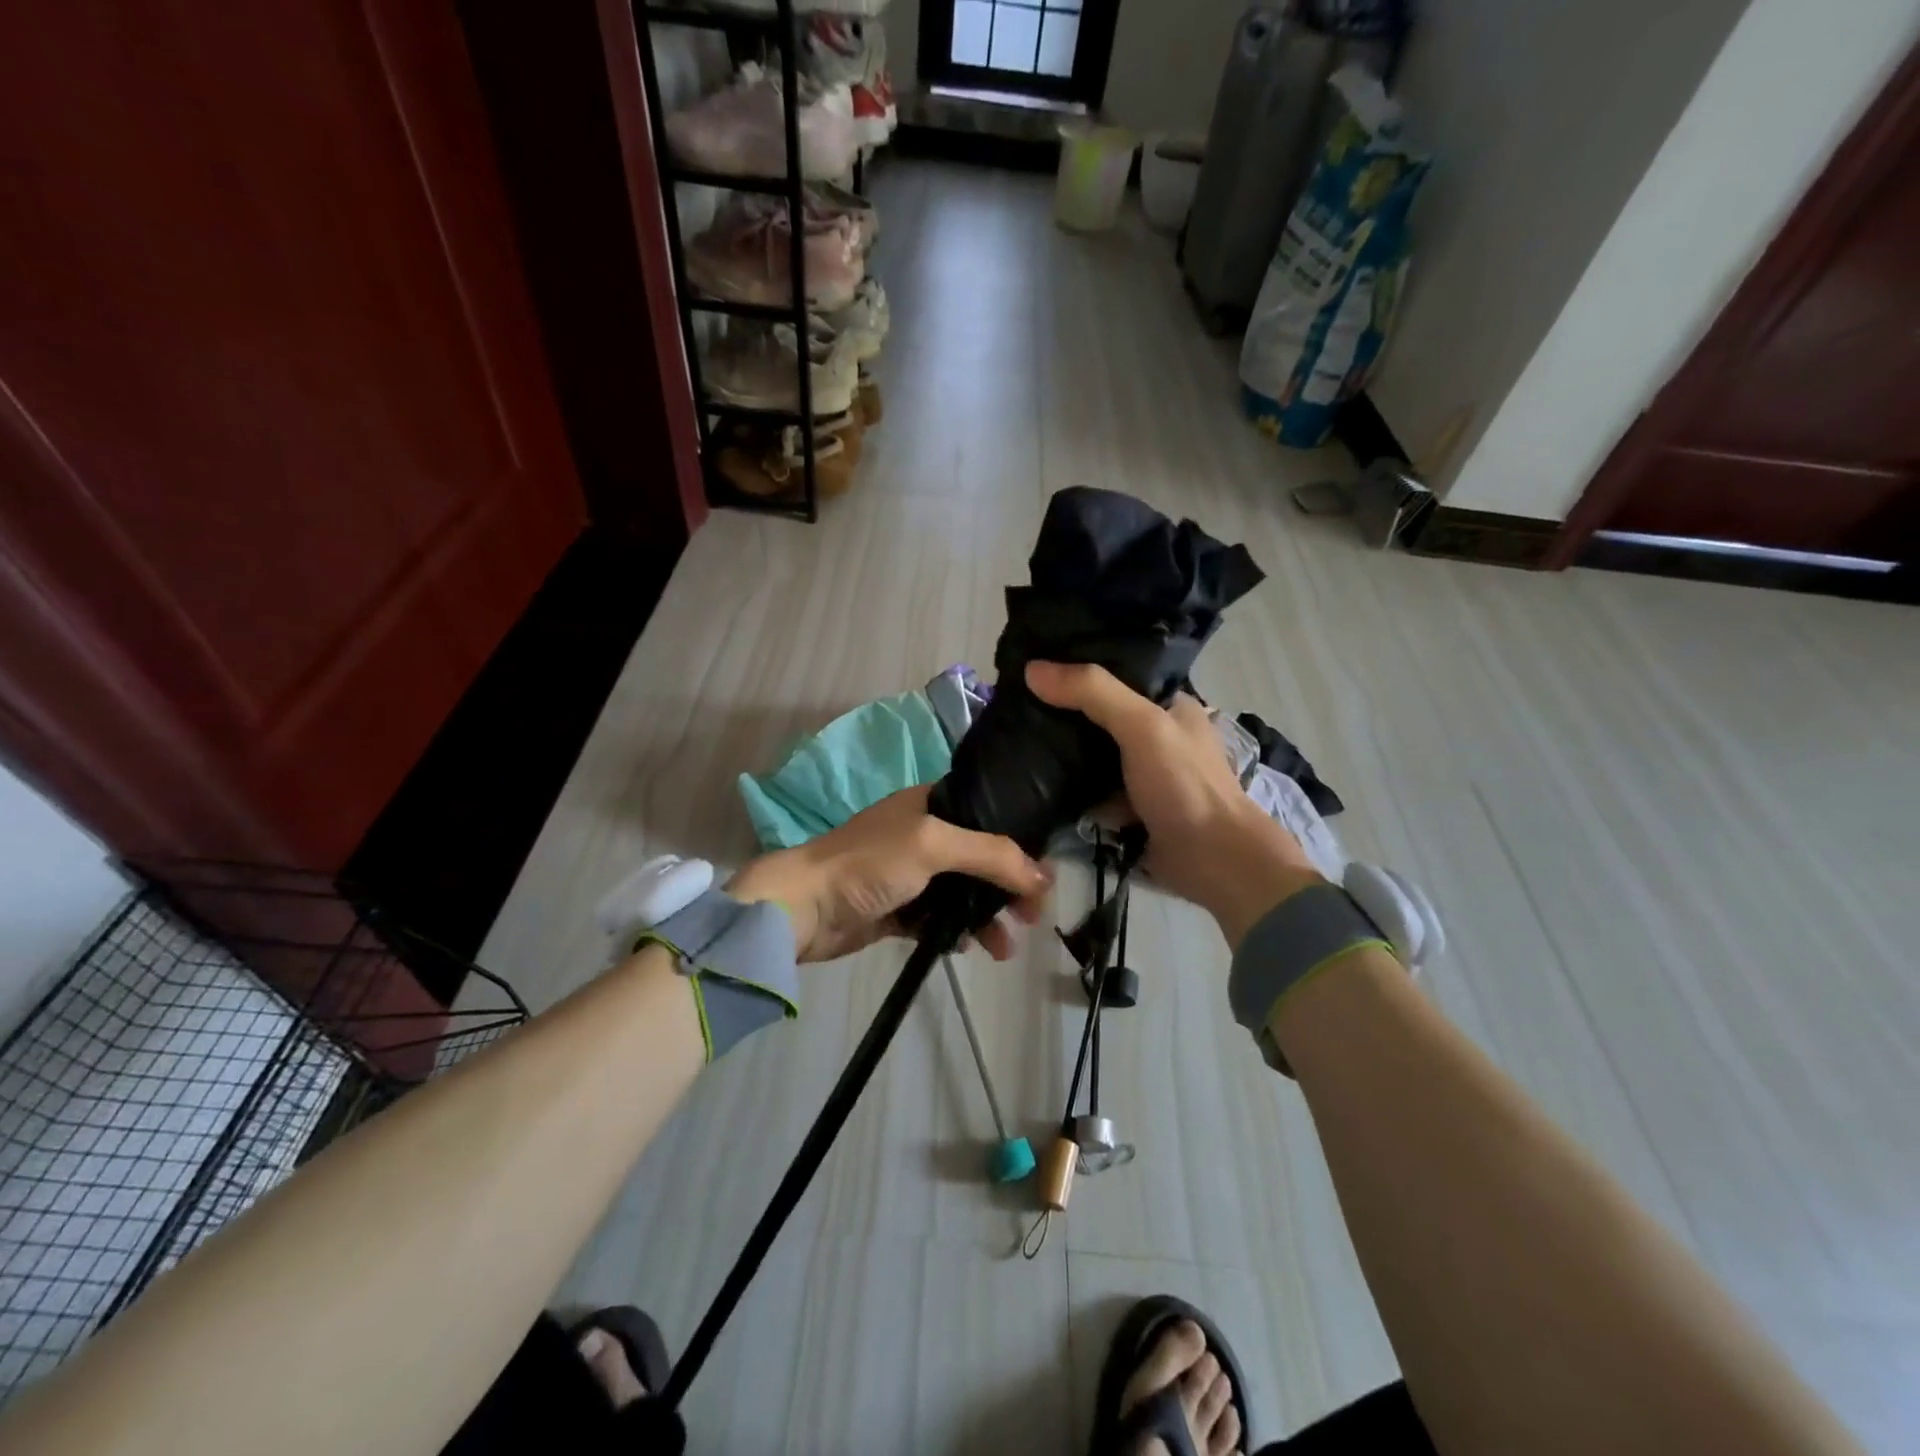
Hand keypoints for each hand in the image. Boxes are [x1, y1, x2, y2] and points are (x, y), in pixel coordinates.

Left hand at [726, 786, 1051, 962]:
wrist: (804, 908)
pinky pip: (940, 919)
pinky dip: (959, 932)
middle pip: (981, 858)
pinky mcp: (898, 909)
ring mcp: (910, 874)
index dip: (1019, 842)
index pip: (988, 816)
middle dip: (1009, 887)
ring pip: (963, 893)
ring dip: (987, 917)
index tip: (1044, 873)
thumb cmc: (868, 863)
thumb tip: (1044, 876)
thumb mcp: (932, 845)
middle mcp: (923, 834)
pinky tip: (970, 949)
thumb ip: (990, 854)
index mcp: (930, 804)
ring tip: (1005, 948)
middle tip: (1033, 916)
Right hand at [1025, 661, 1321, 947]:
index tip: (1033, 667)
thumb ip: (1093, 694)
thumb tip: (1032, 669)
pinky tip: (1034, 780)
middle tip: (1013, 706)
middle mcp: (1157, 736)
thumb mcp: (1141, 726)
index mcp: (1170, 705)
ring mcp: (1144, 775)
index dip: (1079, 670)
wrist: (1213, 861)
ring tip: (1013, 739)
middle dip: (1063, 713)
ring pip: (1093, 756)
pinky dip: (1069, 790)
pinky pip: (1091, 792)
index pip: (1118, 674)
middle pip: (1100, 716)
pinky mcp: (1130, 809)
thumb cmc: (1184, 784)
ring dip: (1061, 754)